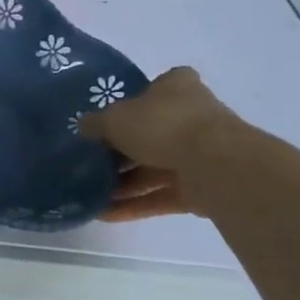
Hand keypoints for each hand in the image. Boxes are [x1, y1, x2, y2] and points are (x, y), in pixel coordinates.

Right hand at [81, 67, 247, 221]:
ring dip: (124, 182)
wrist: (216, 165)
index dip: (134, 99)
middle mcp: (193, 116)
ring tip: (92, 193)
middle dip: (122, 150)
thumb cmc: (162, 125)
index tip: (111, 115)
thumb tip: (84, 126)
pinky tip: (105, 213)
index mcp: (177, 88)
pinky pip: (162, 195)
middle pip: (152, 132)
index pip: (157, 86)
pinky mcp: (202, 188)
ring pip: (155, 167)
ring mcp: (201, 154)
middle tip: (91, 161)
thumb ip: (95, 123)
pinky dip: (136, 204)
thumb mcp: (114, 119)